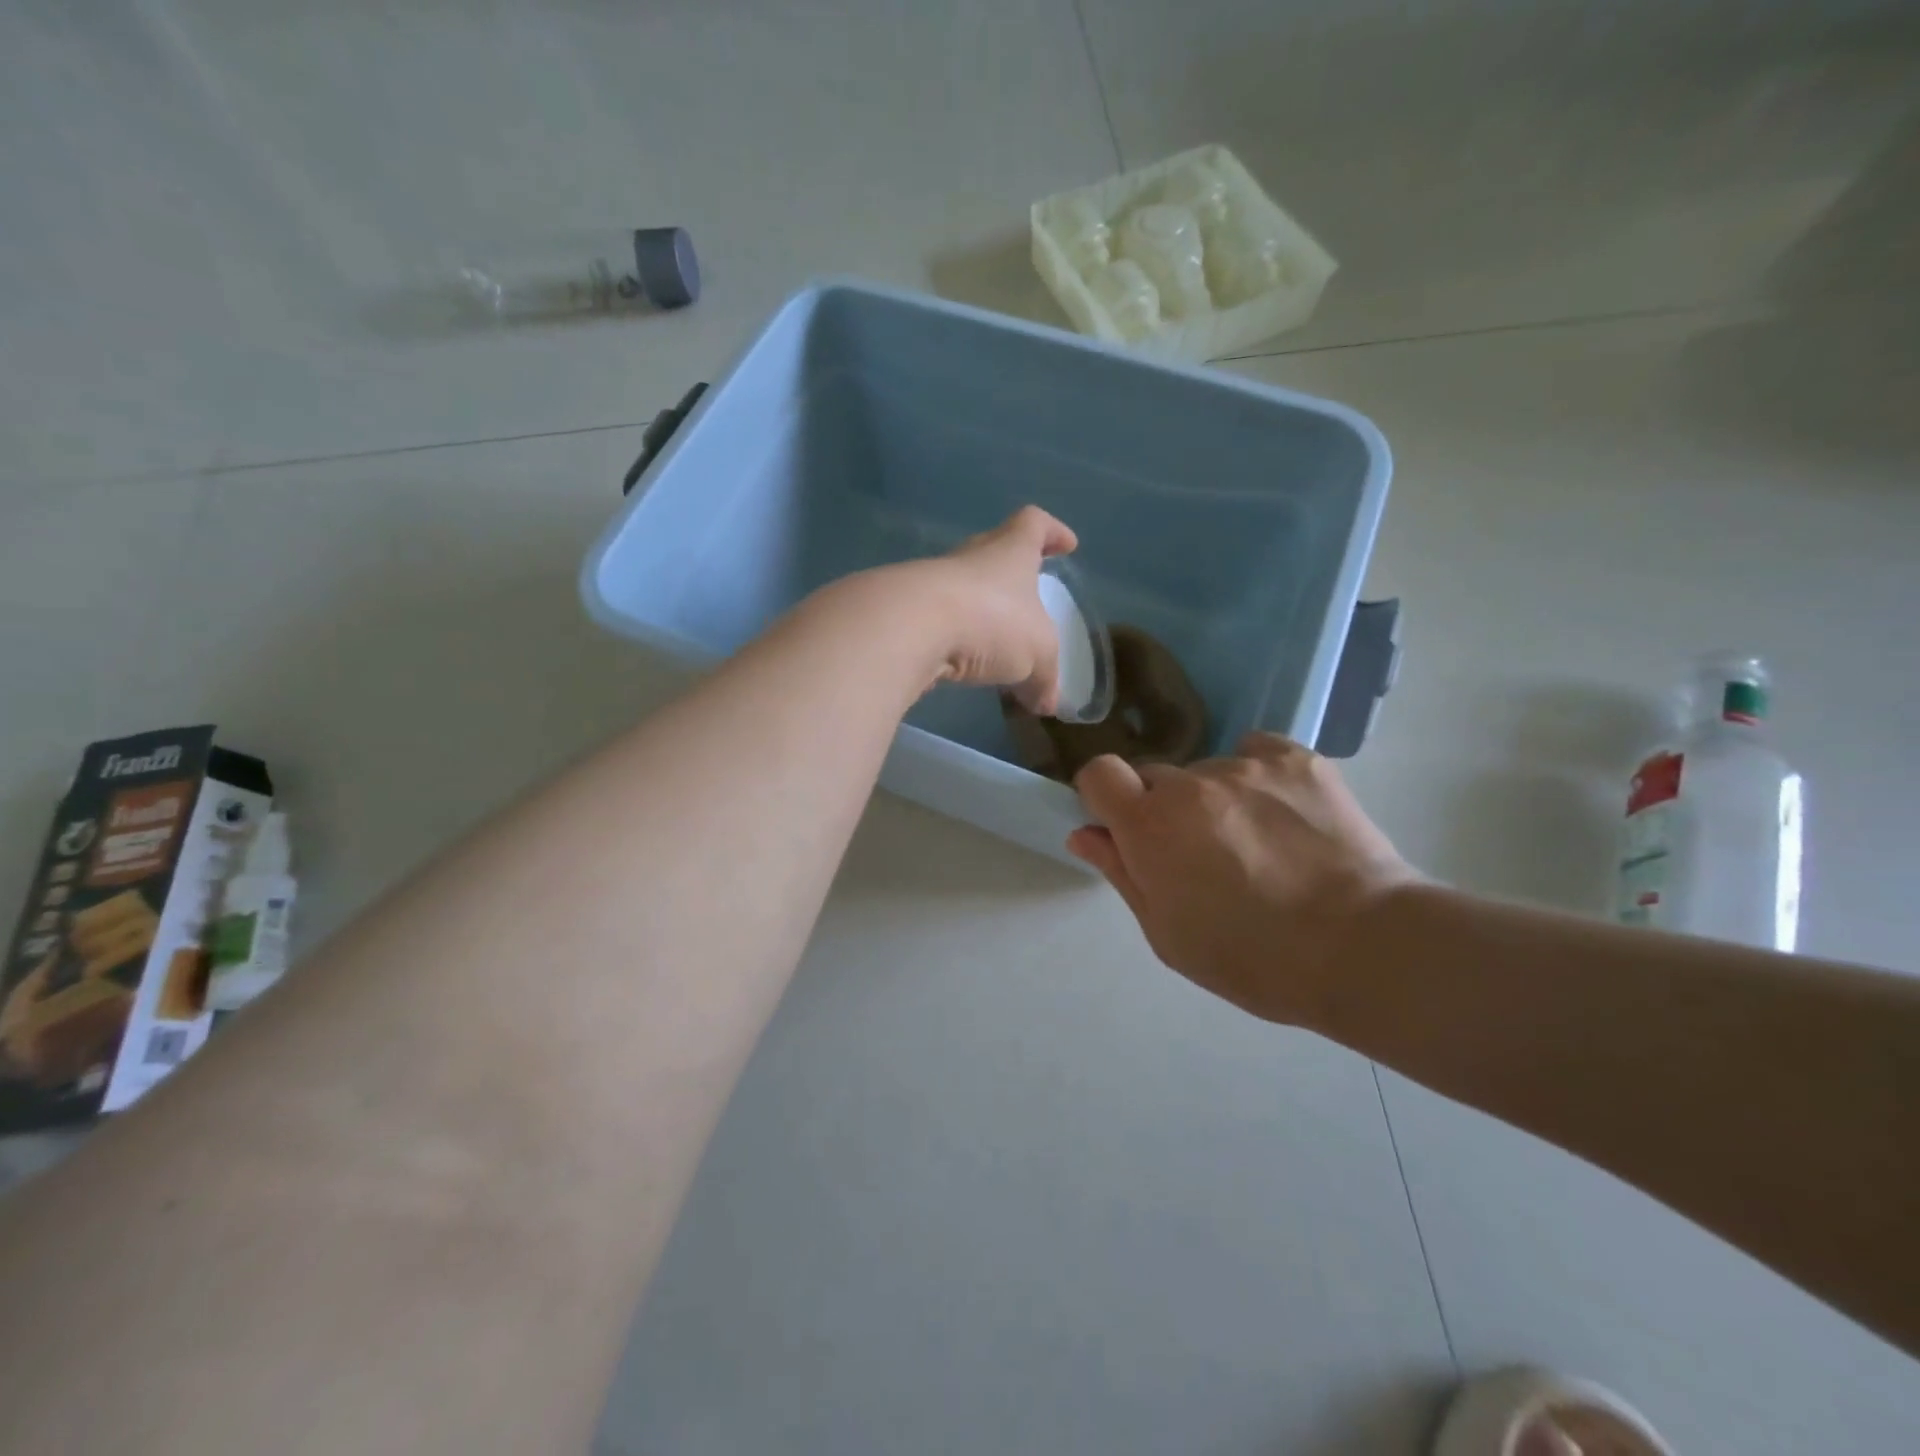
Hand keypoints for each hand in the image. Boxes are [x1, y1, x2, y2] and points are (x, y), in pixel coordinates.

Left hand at [920, 506, 1077, 713]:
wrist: (910, 627)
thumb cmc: (991, 621)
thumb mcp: (1037, 655)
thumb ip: (1044, 679)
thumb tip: (1046, 703)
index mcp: (1010, 551)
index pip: (1033, 525)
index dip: (1052, 531)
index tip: (1066, 544)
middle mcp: (970, 558)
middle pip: (993, 553)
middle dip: (1010, 577)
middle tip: (1025, 601)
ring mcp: (933, 583)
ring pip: (963, 591)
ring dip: (979, 614)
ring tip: (993, 649)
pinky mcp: (906, 611)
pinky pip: (938, 622)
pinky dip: (953, 642)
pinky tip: (961, 668)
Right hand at [1067, 733, 1413, 1027]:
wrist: (1363, 947)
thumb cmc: (1253, 958)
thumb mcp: (1168, 934)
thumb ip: (1121, 874)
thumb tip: (1085, 833)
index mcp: (1150, 826)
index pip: (1099, 773)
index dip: (1104, 797)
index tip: (1124, 826)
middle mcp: (1190, 783)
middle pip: (1154, 776)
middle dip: (1162, 807)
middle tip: (1199, 854)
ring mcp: (1246, 765)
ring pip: (1208, 771)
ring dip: (1216, 799)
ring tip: (1260, 845)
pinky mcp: (1297, 759)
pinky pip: (1256, 753)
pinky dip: (1258, 777)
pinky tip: (1284, 815)